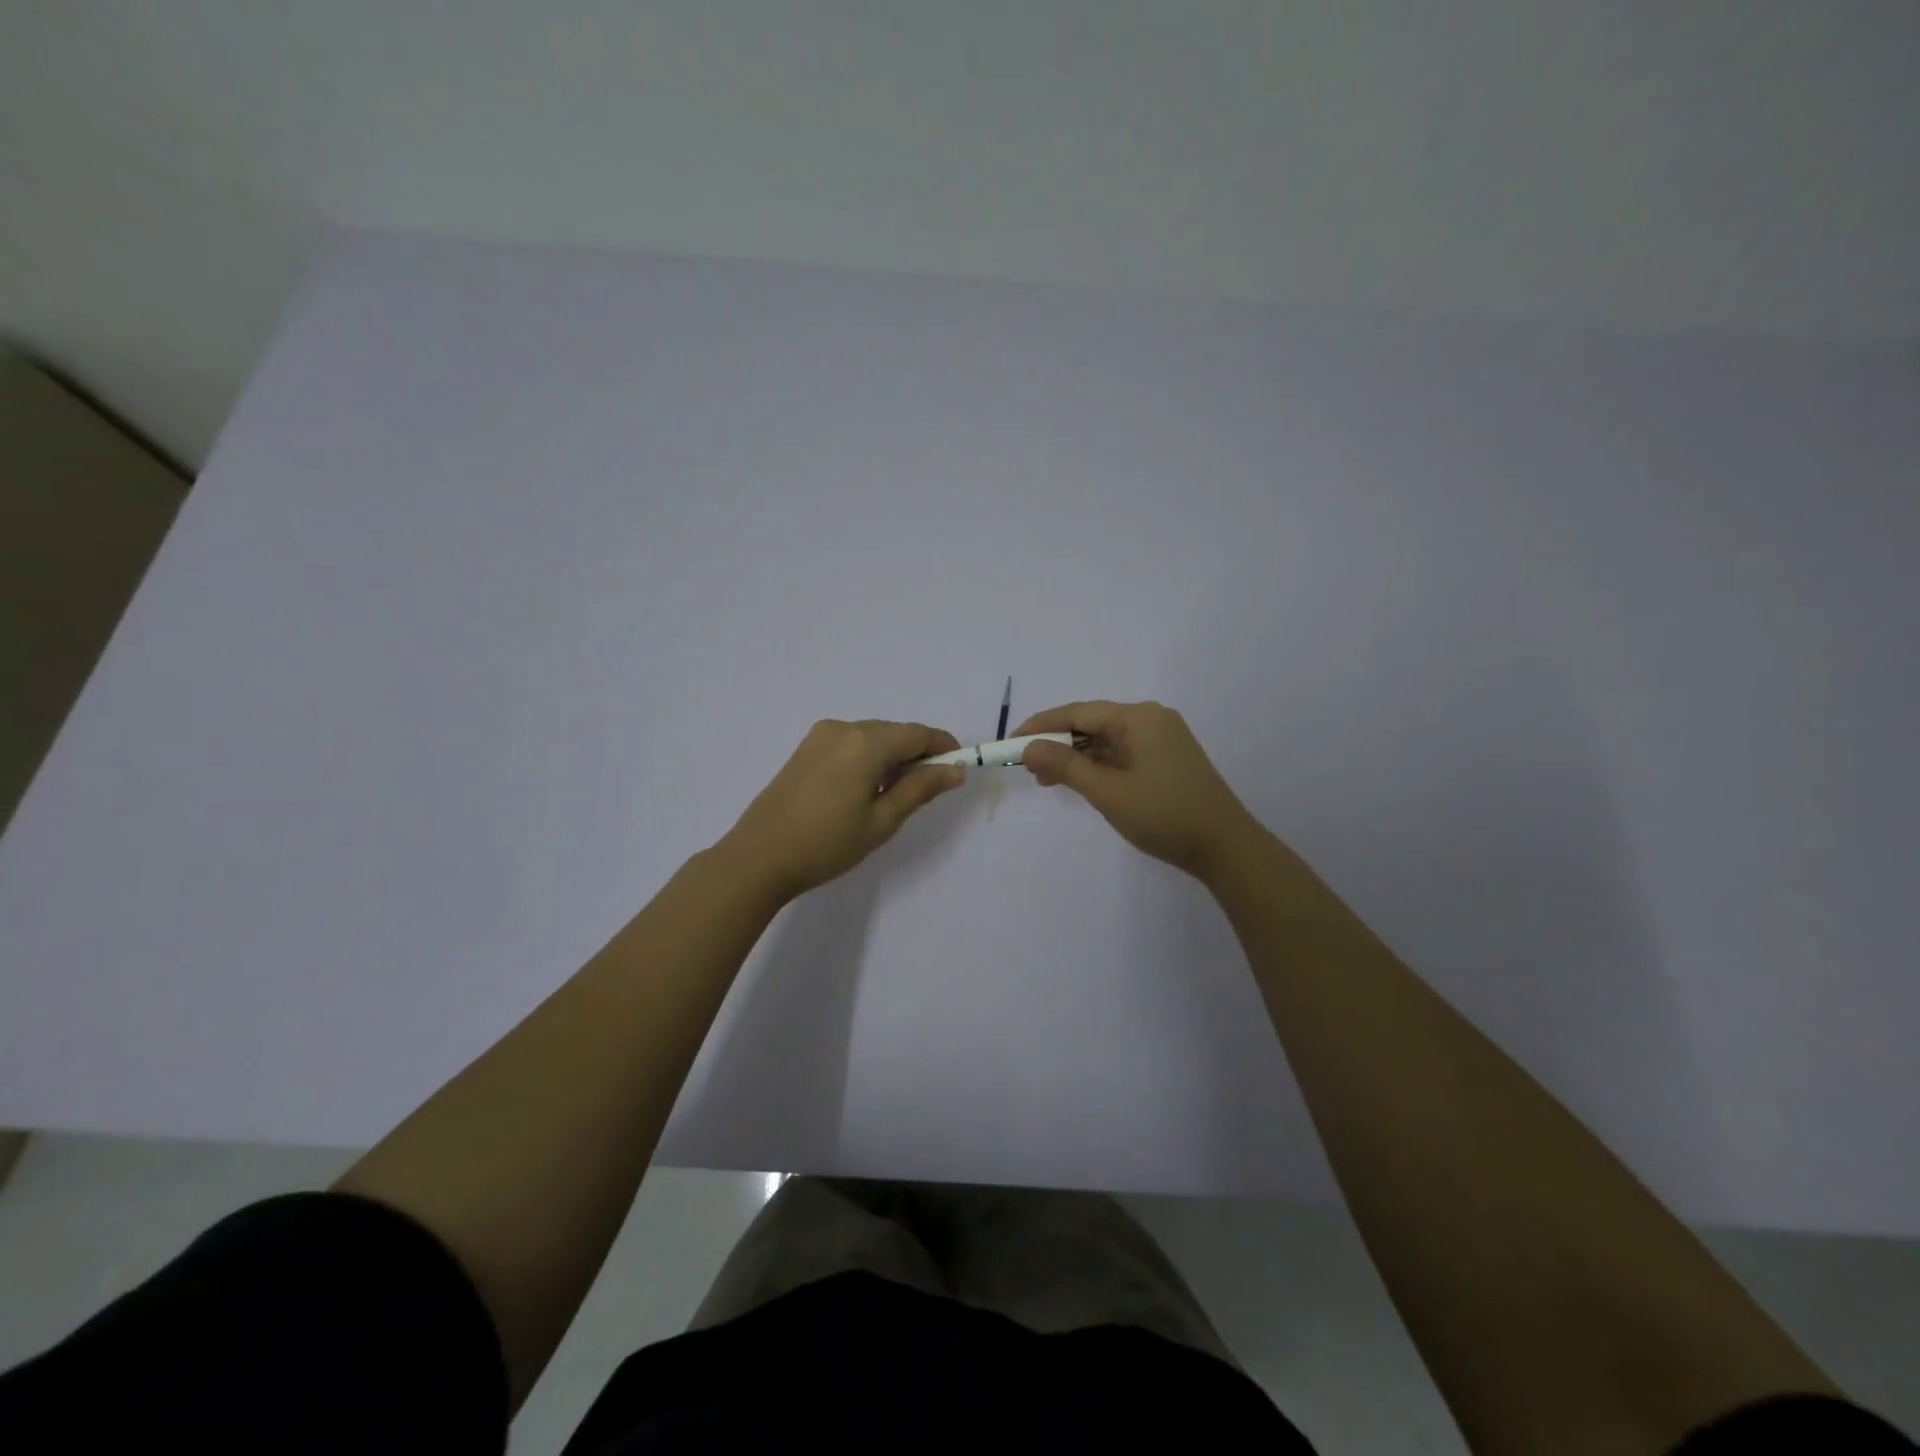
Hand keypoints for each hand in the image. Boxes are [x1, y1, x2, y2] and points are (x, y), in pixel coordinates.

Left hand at [718, 720, 964, 901]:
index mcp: (866, 742)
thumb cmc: (827, 843)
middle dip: (917, 754)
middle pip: (894, 733)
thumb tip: (955, 770)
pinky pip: (850, 744)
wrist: (758, 858)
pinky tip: (865, 790)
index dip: (944, 748)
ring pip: (872, 738)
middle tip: (929, 790)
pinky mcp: (805, 749)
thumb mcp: (882, 821)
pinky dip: (868, 759)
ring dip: (892, 757)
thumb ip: (920, 789)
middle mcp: (843, 728)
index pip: (918, 734)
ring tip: (895, 796)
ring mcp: (820, 736)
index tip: (959, 769)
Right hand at [1015, 700, 1265, 882]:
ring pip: (1106, 739)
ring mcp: (1162, 739)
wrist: (1225, 847)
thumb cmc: (1165, 815)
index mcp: (1139, 718)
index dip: (1041, 726)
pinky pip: (1122, 752)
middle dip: (1057, 743)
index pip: (1078, 712)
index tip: (1011, 743)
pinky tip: (1080, 782)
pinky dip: (1098, 765)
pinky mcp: (1166, 758)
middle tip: (1027, 767)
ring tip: (1047, 780)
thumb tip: (1028, 748)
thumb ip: (1066, 767)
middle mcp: (1151, 719)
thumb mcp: (1108, 792)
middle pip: (1092, 723)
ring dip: (1076, 756)